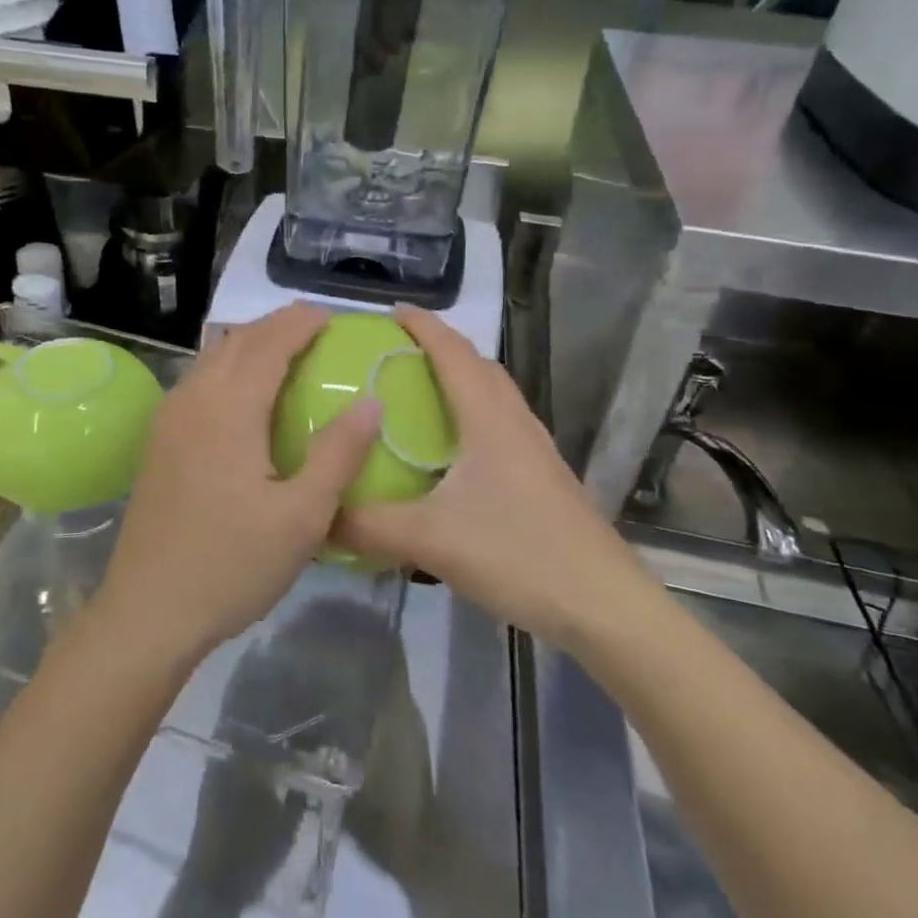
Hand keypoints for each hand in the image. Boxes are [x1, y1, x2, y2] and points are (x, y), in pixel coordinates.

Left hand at [96, 302, 382, 666]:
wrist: (148, 610)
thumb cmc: (232, 564)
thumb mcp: (302, 516)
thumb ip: (338, 453)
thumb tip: (369, 402)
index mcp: (229, 408)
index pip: (268, 343)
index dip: (299, 323)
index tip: (330, 316)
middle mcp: (193, 400)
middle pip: (236, 342)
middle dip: (274, 327)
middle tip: (313, 332)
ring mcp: (168, 420)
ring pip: (211, 360)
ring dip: (248, 346)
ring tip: (283, 356)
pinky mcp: (157, 442)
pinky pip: (197, 384)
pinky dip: (226, 370)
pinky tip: (242, 399)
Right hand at [335, 306, 652, 642]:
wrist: (603, 605)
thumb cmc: (518, 554)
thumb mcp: (430, 539)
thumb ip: (366, 525)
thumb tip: (314, 516)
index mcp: (488, 418)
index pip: (452, 352)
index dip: (422, 326)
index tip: (388, 312)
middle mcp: (514, 422)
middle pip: (477, 366)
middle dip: (439, 347)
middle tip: (395, 352)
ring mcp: (534, 451)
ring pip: (493, 396)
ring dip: (459, 380)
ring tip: (418, 394)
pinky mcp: (542, 478)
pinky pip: (499, 426)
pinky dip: (471, 416)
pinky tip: (451, 454)